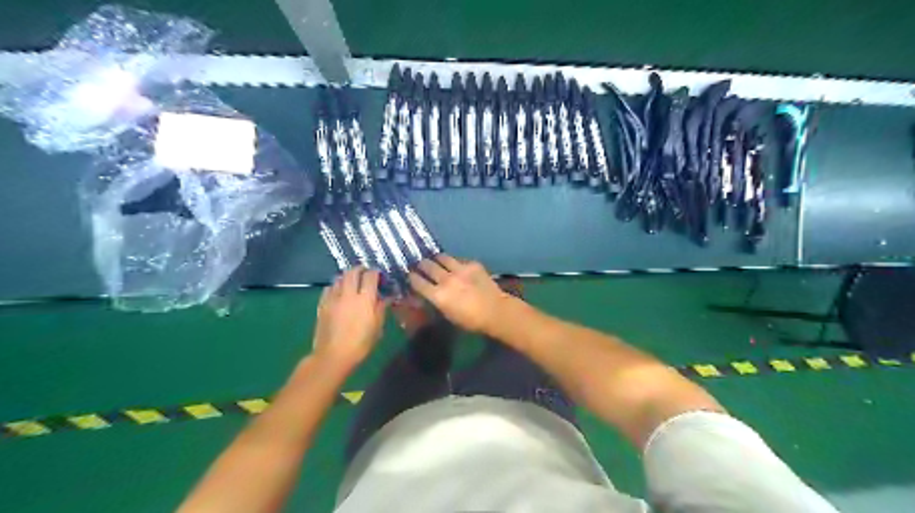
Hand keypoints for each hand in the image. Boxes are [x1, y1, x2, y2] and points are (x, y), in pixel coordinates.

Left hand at [315, 269, 385, 368]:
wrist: (333, 355)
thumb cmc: (360, 344)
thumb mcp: (377, 327)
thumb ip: (380, 309)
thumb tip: (385, 298)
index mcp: (365, 299)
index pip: (371, 276)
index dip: (376, 273)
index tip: (379, 275)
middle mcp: (349, 294)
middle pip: (353, 272)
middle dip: (360, 269)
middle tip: (365, 273)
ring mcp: (333, 298)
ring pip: (339, 278)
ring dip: (347, 276)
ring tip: (352, 281)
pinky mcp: (322, 304)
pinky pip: (329, 288)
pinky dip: (335, 286)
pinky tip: (338, 292)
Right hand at [407, 255, 512, 334]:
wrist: (496, 311)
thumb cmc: (470, 320)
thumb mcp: (447, 314)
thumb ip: (436, 301)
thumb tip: (427, 293)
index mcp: (438, 295)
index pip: (416, 281)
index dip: (411, 277)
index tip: (410, 275)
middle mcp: (446, 279)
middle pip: (427, 265)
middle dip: (422, 265)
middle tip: (421, 266)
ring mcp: (460, 269)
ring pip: (441, 257)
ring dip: (437, 259)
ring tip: (437, 262)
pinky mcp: (472, 264)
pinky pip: (458, 259)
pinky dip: (455, 263)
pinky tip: (457, 267)